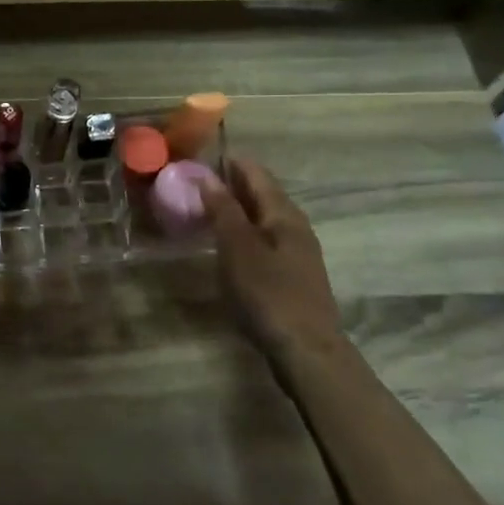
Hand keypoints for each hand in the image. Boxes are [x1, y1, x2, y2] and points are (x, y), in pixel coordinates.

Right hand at [202, 158, 345, 356]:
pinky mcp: (292, 275)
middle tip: (198, 180)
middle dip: (233, 184)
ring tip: (207, 208)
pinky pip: (264, 239)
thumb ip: (223, 210)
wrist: (306, 349)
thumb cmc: (268, 293)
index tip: (202, 155)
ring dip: (238, 209)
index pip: (257, 174)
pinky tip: (228, 244)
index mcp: (284, 214)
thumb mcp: (238, 248)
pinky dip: (243, 232)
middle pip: (263, 194)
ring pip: (264, 218)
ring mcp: (297, 252)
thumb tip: (207, 177)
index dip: (232, 162)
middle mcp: (295, 227)